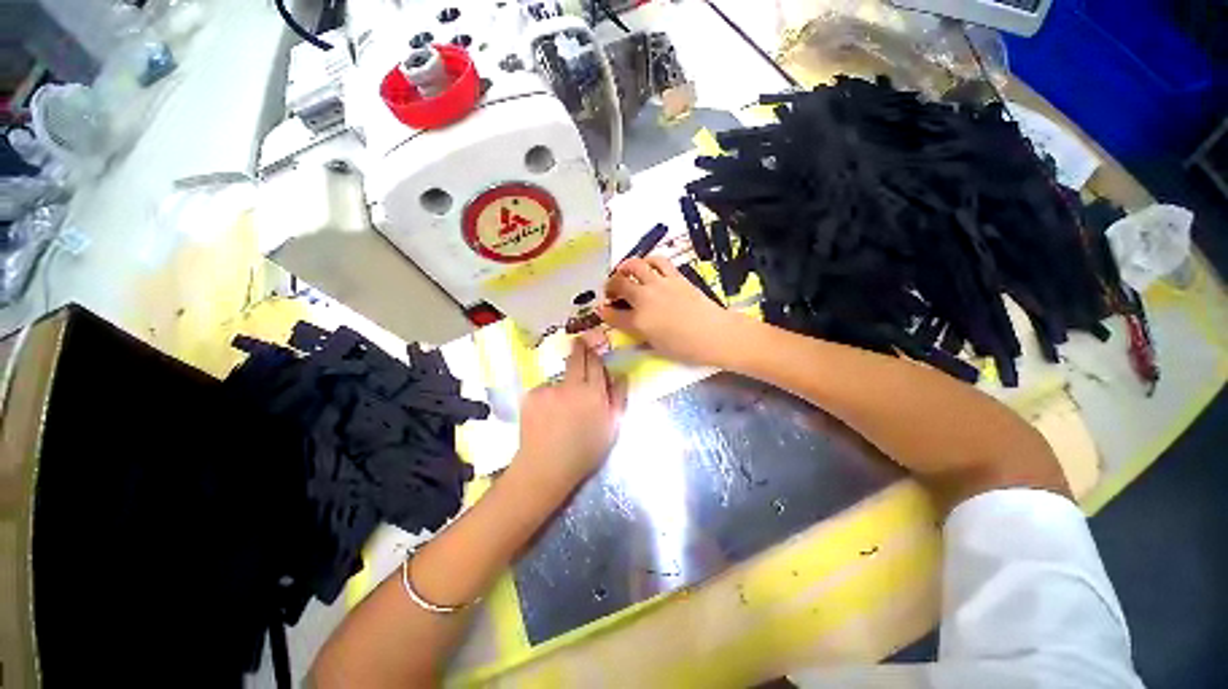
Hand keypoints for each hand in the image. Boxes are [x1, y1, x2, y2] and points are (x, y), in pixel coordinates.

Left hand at [514, 337, 627, 494]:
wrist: (545, 467)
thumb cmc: (584, 452)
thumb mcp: (611, 428)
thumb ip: (618, 398)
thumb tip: (621, 375)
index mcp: (594, 393)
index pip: (595, 363)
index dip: (594, 354)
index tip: (592, 347)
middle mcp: (572, 385)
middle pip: (576, 359)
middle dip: (579, 348)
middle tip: (579, 343)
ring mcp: (549, 388)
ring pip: (559, 378)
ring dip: (562, 383)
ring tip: (560, 406)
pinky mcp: (532, 395)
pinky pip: (544, 389)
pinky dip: (547, 396)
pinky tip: (546, 414)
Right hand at [599, 256, 748, 366]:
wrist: (714, 334)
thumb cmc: (685, 347)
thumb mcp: (656, 346)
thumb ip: (637, 333)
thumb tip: (627, 323)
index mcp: (638, 322)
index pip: (612, 314)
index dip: (604, 312)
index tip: (603, 310)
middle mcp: (644, 299)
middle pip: (619, 284)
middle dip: (610, 286)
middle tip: (612, 291)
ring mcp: (660, 284)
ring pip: (634, 265)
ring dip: (624, 267)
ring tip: (625, 272)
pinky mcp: (675, 276)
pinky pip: (658, 261)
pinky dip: (648, 261)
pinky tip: (648, 267)